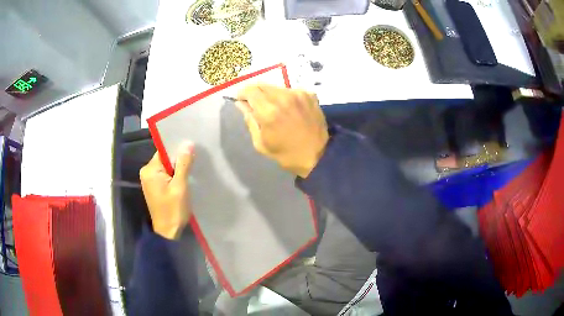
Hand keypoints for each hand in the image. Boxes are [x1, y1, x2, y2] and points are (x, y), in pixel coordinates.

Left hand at [139, 142, 194, 239]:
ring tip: (192, 169)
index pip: (164, 151)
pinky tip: (185, 179)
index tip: (192, 149)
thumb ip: (183, 164)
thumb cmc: (173, 210)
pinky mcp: (155, 187)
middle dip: (179, 160)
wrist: (168, 232)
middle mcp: (147, 172)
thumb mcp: (180, 186)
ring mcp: (150, 180)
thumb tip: (187, 143)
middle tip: (195, 160)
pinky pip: (166, 175)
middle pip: (165, 158)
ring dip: (178, 168)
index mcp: (150, 170)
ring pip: (167, 167)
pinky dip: (175, 176)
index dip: (178, 149)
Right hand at [236, 84, 328, 177]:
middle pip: (263, 85)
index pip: (250, 90)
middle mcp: (283, 97)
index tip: (242, 100)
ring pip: (277, 87)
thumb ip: (250, 120)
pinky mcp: (309, 95)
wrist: (317, 156)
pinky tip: (290, 109)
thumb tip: (241, 104)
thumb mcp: (260, 143)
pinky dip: (286, 97)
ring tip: (275, 108)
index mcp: (269, 111)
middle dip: (256, 93)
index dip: (242, 93)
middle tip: (256, 104)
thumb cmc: (286, 154)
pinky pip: (291, 91)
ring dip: (271, 95)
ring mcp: (298, 94)